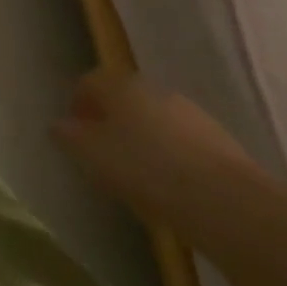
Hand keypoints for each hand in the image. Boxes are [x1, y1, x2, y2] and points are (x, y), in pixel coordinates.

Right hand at [52, 70, 254, 215]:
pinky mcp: (218, 141)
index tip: (74, 136)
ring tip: (138, 176)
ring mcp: (190, 113)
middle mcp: (153, 89)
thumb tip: (60, 126)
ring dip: (142, 139)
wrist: (226, 202)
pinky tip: (170, 187)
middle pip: (123, 99)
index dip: (77, 106)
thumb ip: (70, 137)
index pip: (89, 82)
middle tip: (103, 155)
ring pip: (154, 120)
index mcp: (120, 85)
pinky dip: (170, 157)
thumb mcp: (92, 155)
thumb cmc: (145, 170)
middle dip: (111, 122)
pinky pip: (181, 142)